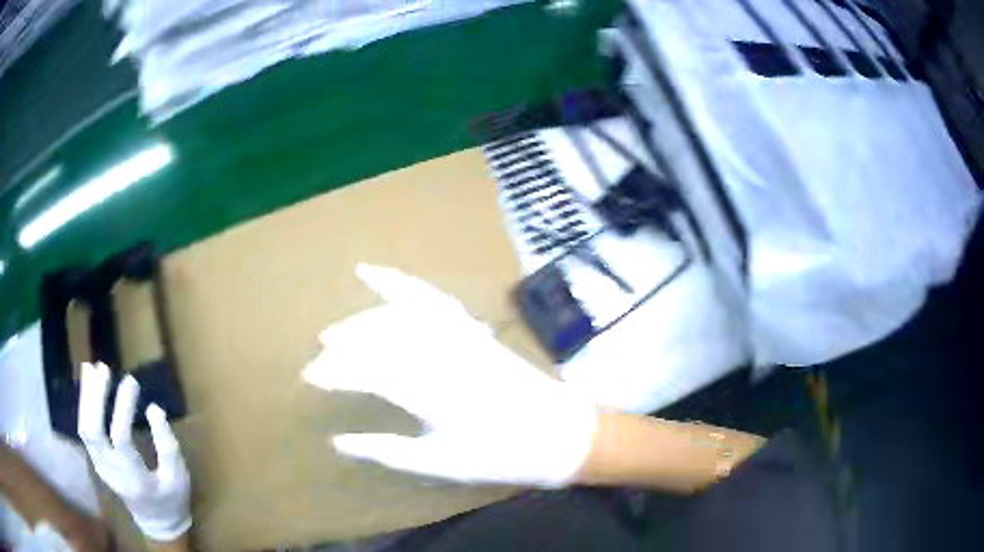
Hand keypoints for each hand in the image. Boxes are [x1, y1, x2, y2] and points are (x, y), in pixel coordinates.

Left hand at [78, 362, 191, 542]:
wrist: (157, 522)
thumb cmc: (171, 499)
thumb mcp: (179, 477)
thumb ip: (168, 445)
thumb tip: (153, 408)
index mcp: (135, 480)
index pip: (121, 438)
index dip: (123, 407)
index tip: (131, 381)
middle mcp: (112, 473)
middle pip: (93, 430)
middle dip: (95, 397)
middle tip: (104, 368)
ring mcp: (101, 467)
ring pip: (84, 428)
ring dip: (86, 398)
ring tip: (91, 369)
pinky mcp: (97, 461)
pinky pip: (85, 430)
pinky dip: (84, 406)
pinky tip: (88, 387)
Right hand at [304, 264, 598, 487]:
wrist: (560, 434)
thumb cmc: (503, 455)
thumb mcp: (442, 464)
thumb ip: (387, 451)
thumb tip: (339, 442)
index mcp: (435, 394)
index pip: (369, 371)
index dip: (335, 371)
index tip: (311, 376)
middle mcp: (445, 356)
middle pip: (381, 339)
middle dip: (343, 346)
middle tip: (318, 358)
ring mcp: (461, 336)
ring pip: (400, 315)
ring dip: (362, 319)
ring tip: (334, 332)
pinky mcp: (472, 329)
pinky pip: (432, 299)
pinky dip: (401, 284)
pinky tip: (377, 275)